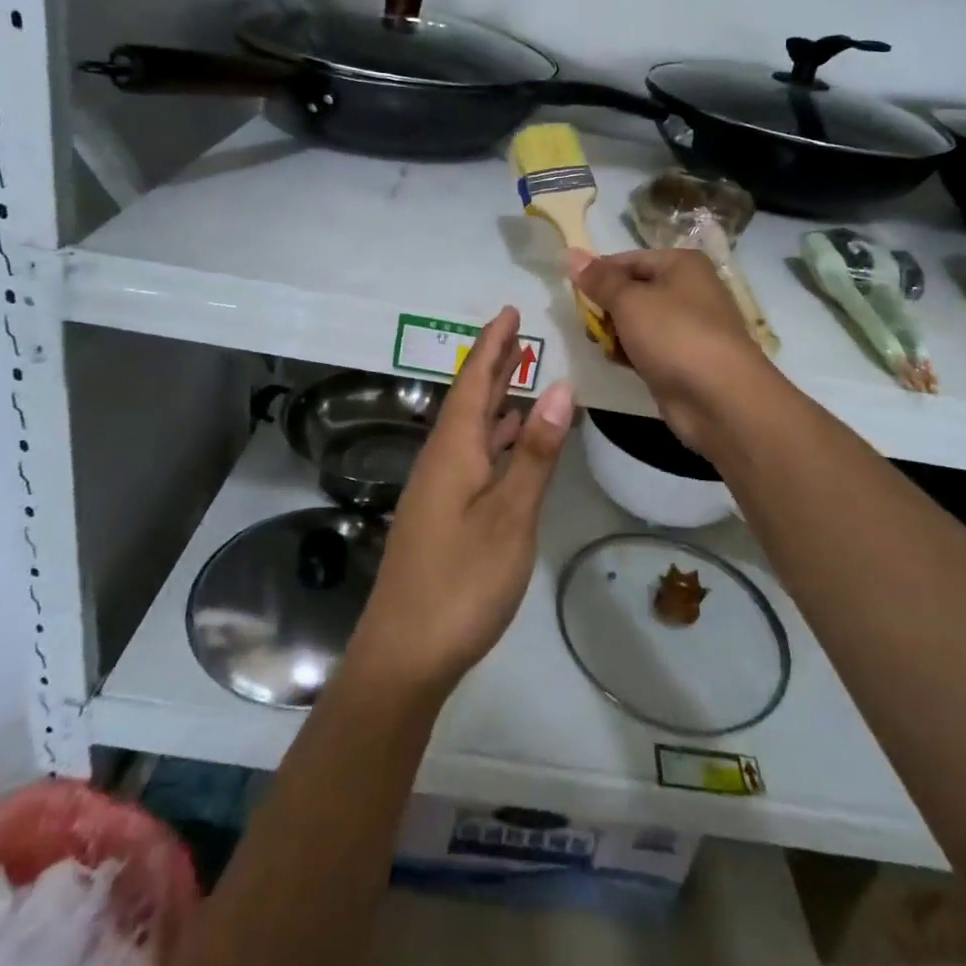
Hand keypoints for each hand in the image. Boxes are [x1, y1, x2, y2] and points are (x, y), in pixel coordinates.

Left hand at [347, 307, 573, 696]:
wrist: (405, 654)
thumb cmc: (462, 581)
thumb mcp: (510, 515)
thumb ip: (535, 452)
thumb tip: (560, 387)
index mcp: (452, 450)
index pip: (473, 381)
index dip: (493, 345)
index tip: (510, 312)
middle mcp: (441, 460)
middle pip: (469, 399)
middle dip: (493, 364)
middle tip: (518, 331)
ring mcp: (439, 490)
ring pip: (470, 429)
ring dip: (495, 400)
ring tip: (523, 376)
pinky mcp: (443, 515)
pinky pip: (472, 456)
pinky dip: (495, 438)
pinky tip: (510, 443)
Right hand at [568, 248, 778, 455]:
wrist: (719, 398)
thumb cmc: (674, 335)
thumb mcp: (629, 301)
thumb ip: (599, 280)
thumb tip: (571, 254)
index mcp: (681, 264)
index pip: (628, 259)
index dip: (598, 274)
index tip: (570, 292)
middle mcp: (689, 289)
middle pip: (633, 290)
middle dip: (606, 307)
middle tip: (586, 324)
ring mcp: (688, 327)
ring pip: (638, 322)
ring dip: (616, 332)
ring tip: (599, 345)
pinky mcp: (683, 359)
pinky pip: (648, 348)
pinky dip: (631, 353)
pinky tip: (617, 362)